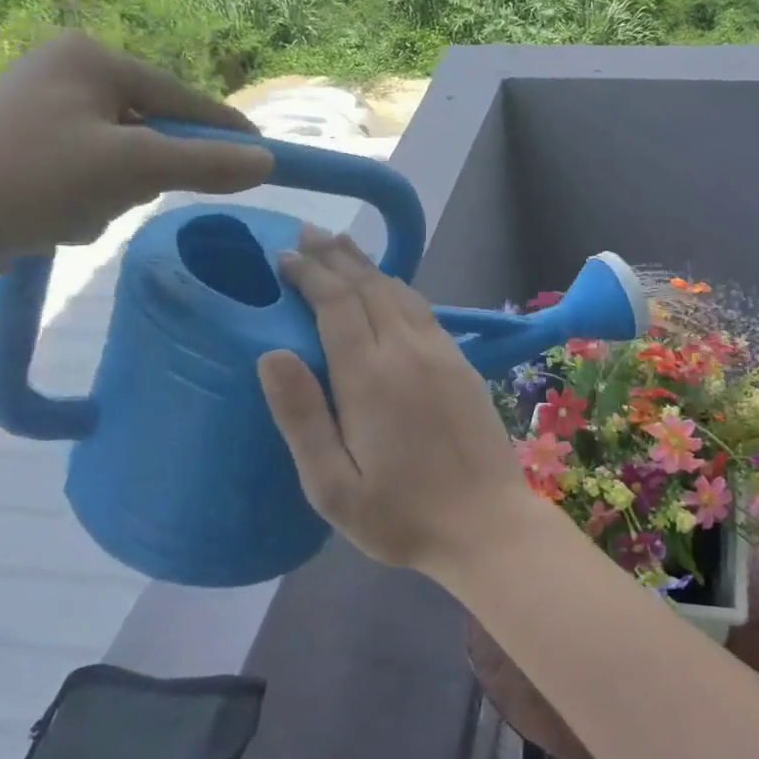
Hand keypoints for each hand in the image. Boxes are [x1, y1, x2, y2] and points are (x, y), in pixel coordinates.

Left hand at [0, 32, 273, 281]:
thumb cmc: (32, 179)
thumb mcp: (133, 169)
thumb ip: (206, 163)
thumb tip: (267, 161)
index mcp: (92, 59)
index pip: (184, 98)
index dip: (226, 131)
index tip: (266, 158)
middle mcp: (69, 75)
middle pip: (155, 131)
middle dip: (149, 172)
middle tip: (130, 194)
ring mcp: (46, 113)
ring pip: (126, 160)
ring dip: (118, 193)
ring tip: (82, 211)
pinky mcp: (30, 152)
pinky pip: (94, 176)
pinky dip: (90, 202)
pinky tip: (59, 219)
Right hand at [257, 227, 532, 575]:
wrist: (487, 524)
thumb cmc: (401, 516)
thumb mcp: (332, 486)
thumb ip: (302, 416)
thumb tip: (271, 354)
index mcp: (370, 376)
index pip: (335, 303)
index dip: (309, 273)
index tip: (283, 256)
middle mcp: (407, 350)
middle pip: (368, 285)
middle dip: (335, 256)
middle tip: (307, 233)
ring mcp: (442, 352)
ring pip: (400, 291)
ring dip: (367, 266)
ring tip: (341, 248)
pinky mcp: (462, 362)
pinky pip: (424, 309)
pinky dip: (397, 288)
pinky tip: (388, 289)